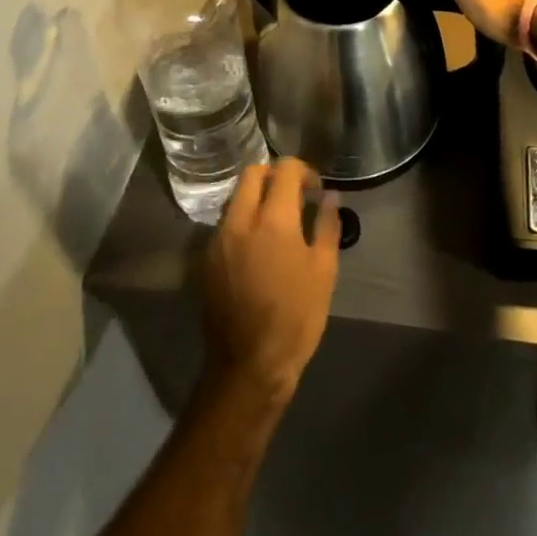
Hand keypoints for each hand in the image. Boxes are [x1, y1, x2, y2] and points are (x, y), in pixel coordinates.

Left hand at [202, 159, 339, 404]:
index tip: (315, 189)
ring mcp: (218, 240)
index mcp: (273, 220)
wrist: (249, 366)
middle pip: (253, 173)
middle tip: (294, 196)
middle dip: (275, 175)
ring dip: (257, 197)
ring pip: (236, 197)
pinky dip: (243, 221)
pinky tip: (258, 247)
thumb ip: (326, 225)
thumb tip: (329, 196)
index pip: (285, 170)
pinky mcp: (207, 260)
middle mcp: (240, 221)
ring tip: (277, 222)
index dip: (304, 170)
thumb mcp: (323, 271)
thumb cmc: (296, 317)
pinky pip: (226, 223)